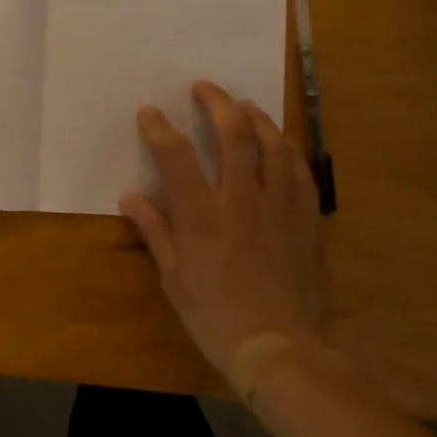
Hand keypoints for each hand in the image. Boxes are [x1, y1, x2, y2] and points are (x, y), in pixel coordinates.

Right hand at [120, 81, 329, 379]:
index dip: (160, 128)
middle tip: (205, 87)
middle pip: (233, 136)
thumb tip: (131, 198)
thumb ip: (155, 232)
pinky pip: (301, 176)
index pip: (176, 156)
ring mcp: (279, 209)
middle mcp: (241, 201)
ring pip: (273, 147)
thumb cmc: (215, 317)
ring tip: (245, 105)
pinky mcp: (306, 222)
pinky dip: (289, 153)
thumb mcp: (174, 278)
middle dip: (217, 104)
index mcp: (202, 216)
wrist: (279, 349)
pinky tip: (283, 145)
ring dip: (257, 119)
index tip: (150, 112)